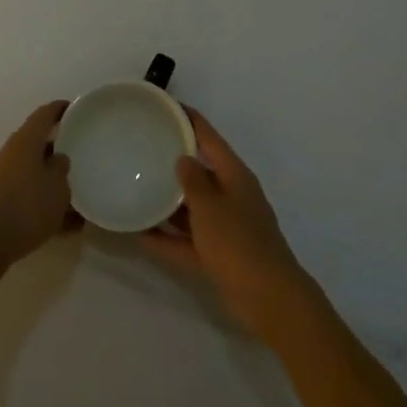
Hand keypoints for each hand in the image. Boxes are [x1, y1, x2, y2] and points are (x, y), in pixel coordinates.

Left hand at [0, 101, 74, 280]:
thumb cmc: (26, 205)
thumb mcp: (56, 186)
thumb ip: (62, 168)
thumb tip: (59, 158)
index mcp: (25, 141)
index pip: (44, 115)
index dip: (60, 109)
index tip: (76, 109)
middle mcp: (11, 154)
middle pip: (38, 146)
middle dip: (60, 151)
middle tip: (82, 156)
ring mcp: (3, 180)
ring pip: (35, 176)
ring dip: (55, 186)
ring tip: (81, 200)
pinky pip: (29, 200)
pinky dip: (47, 208)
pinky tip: (69, 227)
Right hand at [141, 108, 311, 337]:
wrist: (270, 300)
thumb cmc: (239, 243)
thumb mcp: (210, 207)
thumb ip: (192, 181)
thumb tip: (182, 159)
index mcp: (234, 175)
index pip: (208, 136)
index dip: (186, 118)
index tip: (162, 105)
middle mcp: (230, 195)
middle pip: (199, 170)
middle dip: (173, 159)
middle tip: (141, 146)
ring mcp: (225, 226)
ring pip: (191, 206)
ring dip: (167, 200)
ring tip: (135, 186)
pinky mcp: (219, 255)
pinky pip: (187, 239)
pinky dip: (166, 237)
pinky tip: (138, 233)